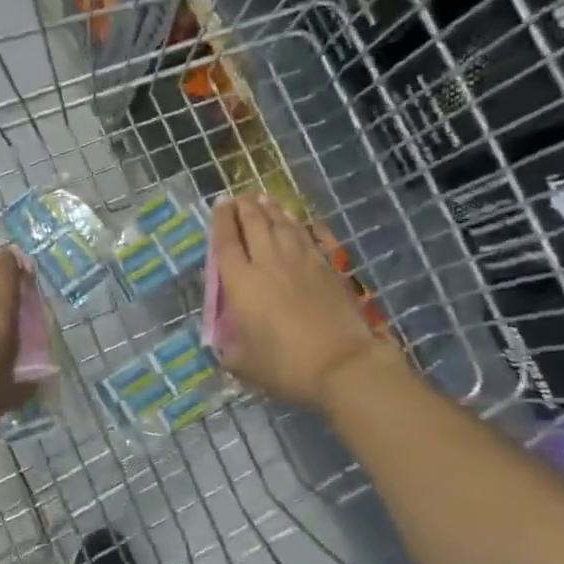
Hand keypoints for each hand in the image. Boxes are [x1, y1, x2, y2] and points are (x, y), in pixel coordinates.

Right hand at [210, 195, 401, 412]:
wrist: (342, 364)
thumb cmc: (286, 366)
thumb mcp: (244, 364)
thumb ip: (229, 349)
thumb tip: (225, 344)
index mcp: (242, 283)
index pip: (226, 242)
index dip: (221, 221)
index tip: (220, 204)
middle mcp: (269, 263)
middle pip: (255, 224)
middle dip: (245, 207)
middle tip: (240, 197)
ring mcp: (301, 262)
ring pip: (283, 225)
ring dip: (272, 209)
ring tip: (264, 198)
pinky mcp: (327, 268)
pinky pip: (310, 237)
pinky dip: (301, 225)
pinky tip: (300, 220)